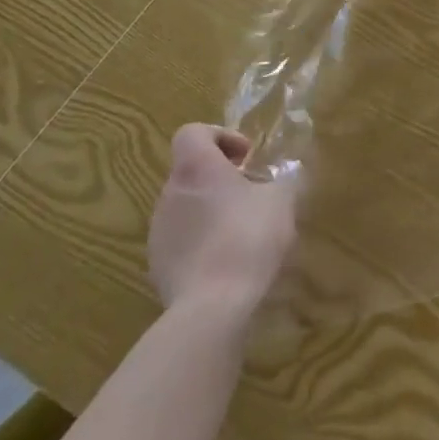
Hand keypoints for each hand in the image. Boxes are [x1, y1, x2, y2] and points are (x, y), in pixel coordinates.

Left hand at [148, 124, 296, 318]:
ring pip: (186, 206)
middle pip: (191, 170)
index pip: (192, 132)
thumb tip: (280, 177)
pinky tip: (226, 262)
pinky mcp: (157, 265)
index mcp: (196, 168)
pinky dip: (201, 241)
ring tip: (242, 232)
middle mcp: (170, 192)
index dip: (219, 137)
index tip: (245, 158)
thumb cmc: (248, 238)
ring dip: (210, 210)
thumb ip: (281, 180)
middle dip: (220, 178)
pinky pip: (181, 239)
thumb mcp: (281, 201)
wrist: (211, 308)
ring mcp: (159, 230)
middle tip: (250, 195)